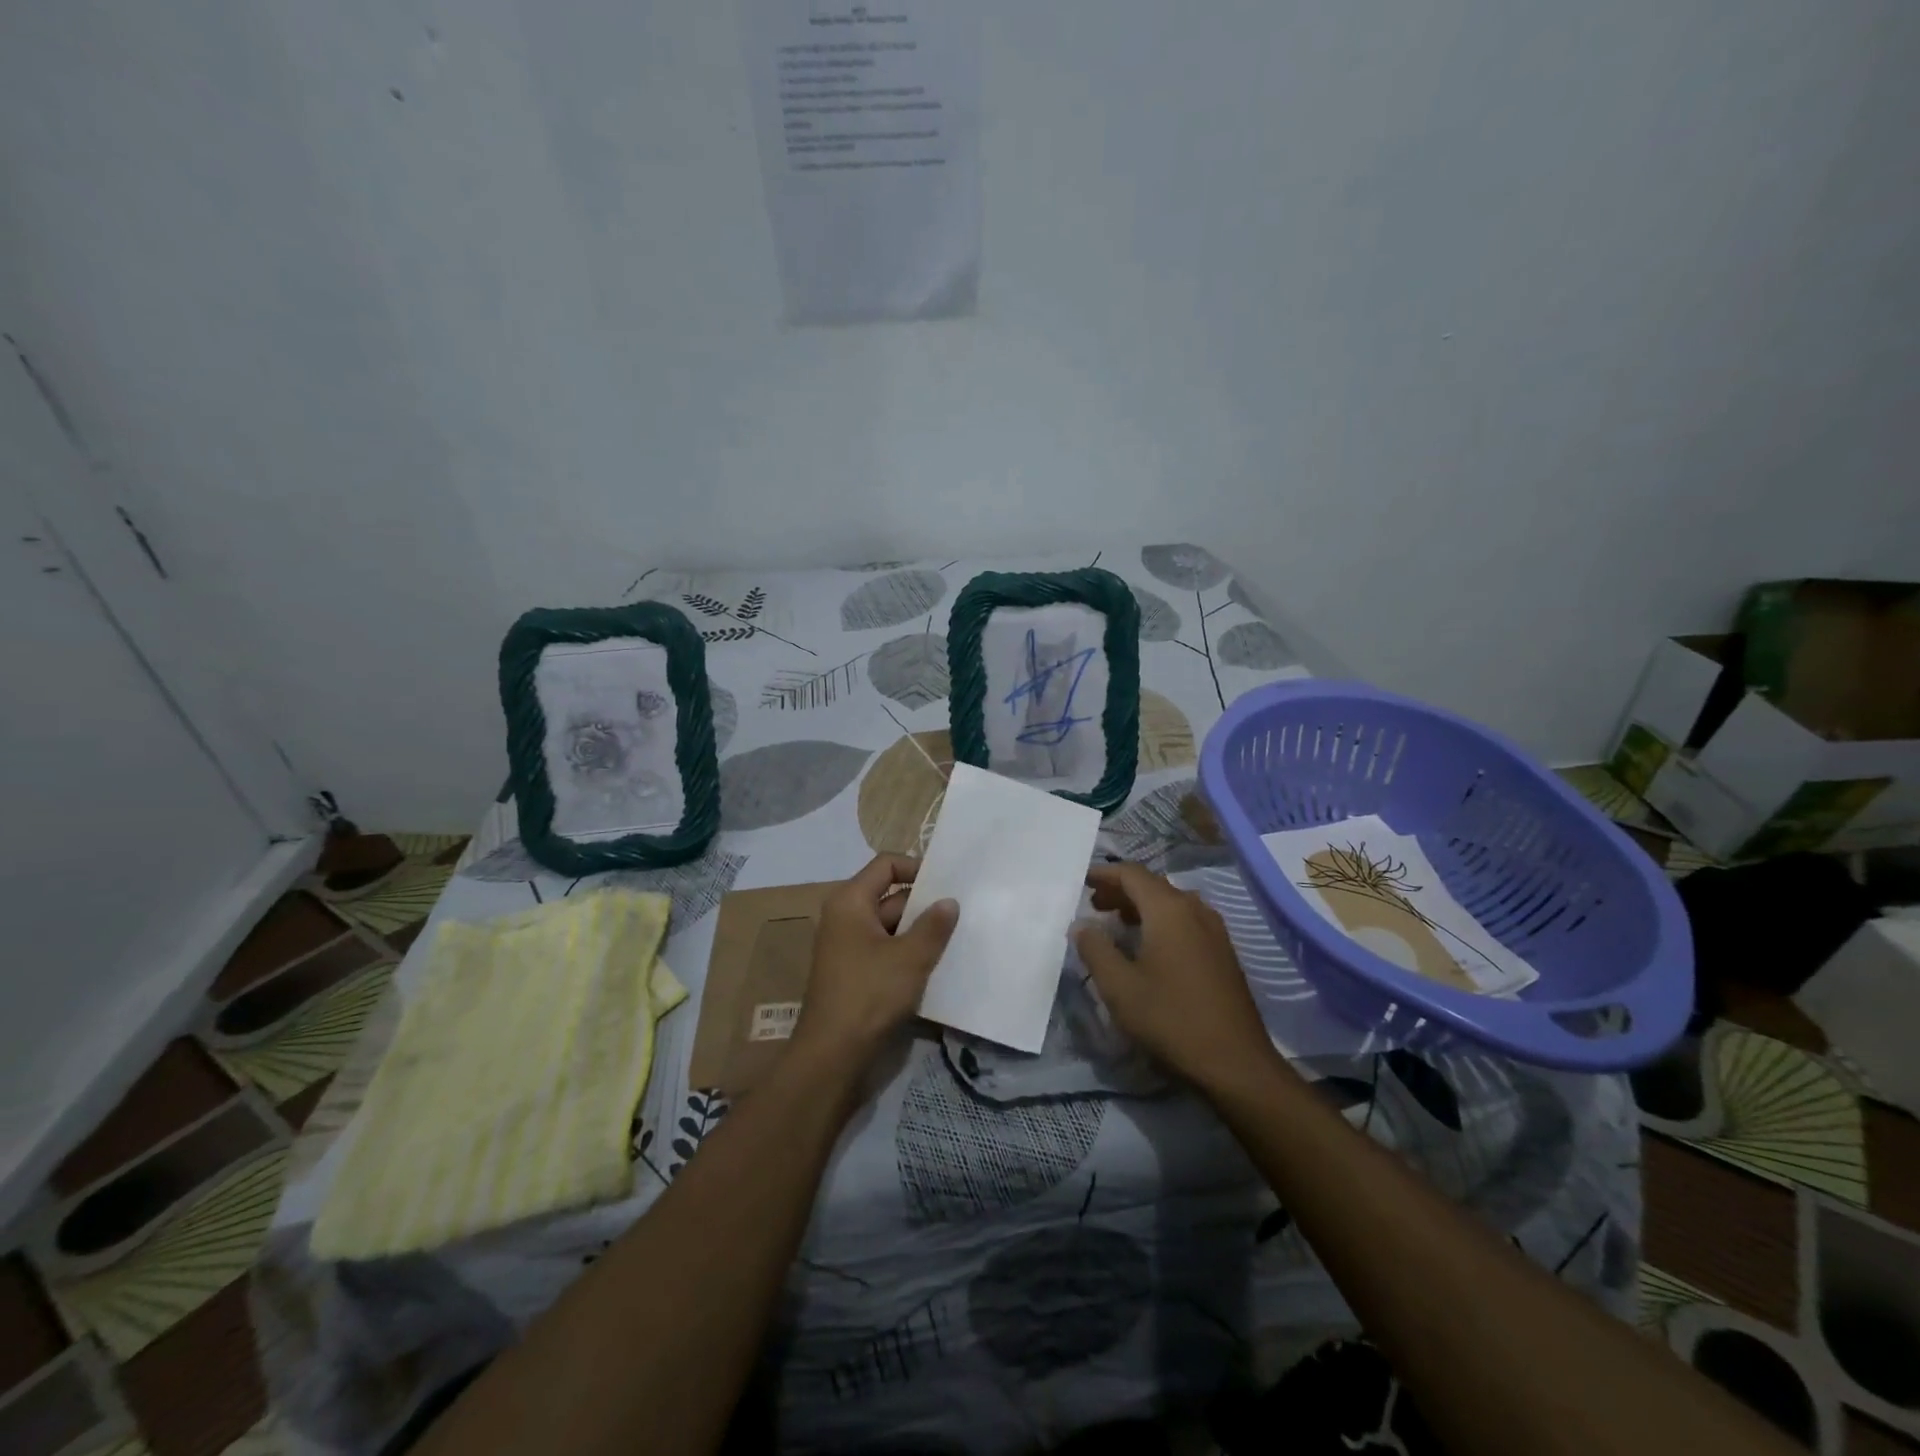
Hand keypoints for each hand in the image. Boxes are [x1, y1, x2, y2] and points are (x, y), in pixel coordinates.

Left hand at [792, 854, 958, 1068]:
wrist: (833, 1056)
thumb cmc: (869, 995)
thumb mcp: (910, 957)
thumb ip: (933, 926)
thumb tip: (949, 901)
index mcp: (850, 902)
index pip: (886, 865)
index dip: (917, 867)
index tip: (948, 883)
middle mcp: (846, 918)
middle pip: (891, 896)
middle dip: (925, 905)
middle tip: (963, 912)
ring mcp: (850, 948)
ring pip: (893, 928)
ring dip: (921, 933)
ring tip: (958, 938)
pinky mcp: (857, 975)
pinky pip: (888, 952)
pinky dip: (910, 955)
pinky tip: (939, 966)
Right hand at [1075, 863, 1279, 1094]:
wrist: (1235, 1062)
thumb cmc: (1171, 1019)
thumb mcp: (1119, 987)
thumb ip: (1095, 949)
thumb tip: (1082, 925)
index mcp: (1169, 910)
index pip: (1132, 874)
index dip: (1105, 873)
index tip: (1082, 881)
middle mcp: (1195, 910)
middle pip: (1153, 885)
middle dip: (1121, 890)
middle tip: (1094, 904)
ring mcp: (1214, 930)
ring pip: (1171, 903)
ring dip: (1141, 906)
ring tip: (1117, 923)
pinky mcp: (1223, 952)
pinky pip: (1185, 921)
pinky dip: (1161, 921)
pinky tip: (1149, 946)